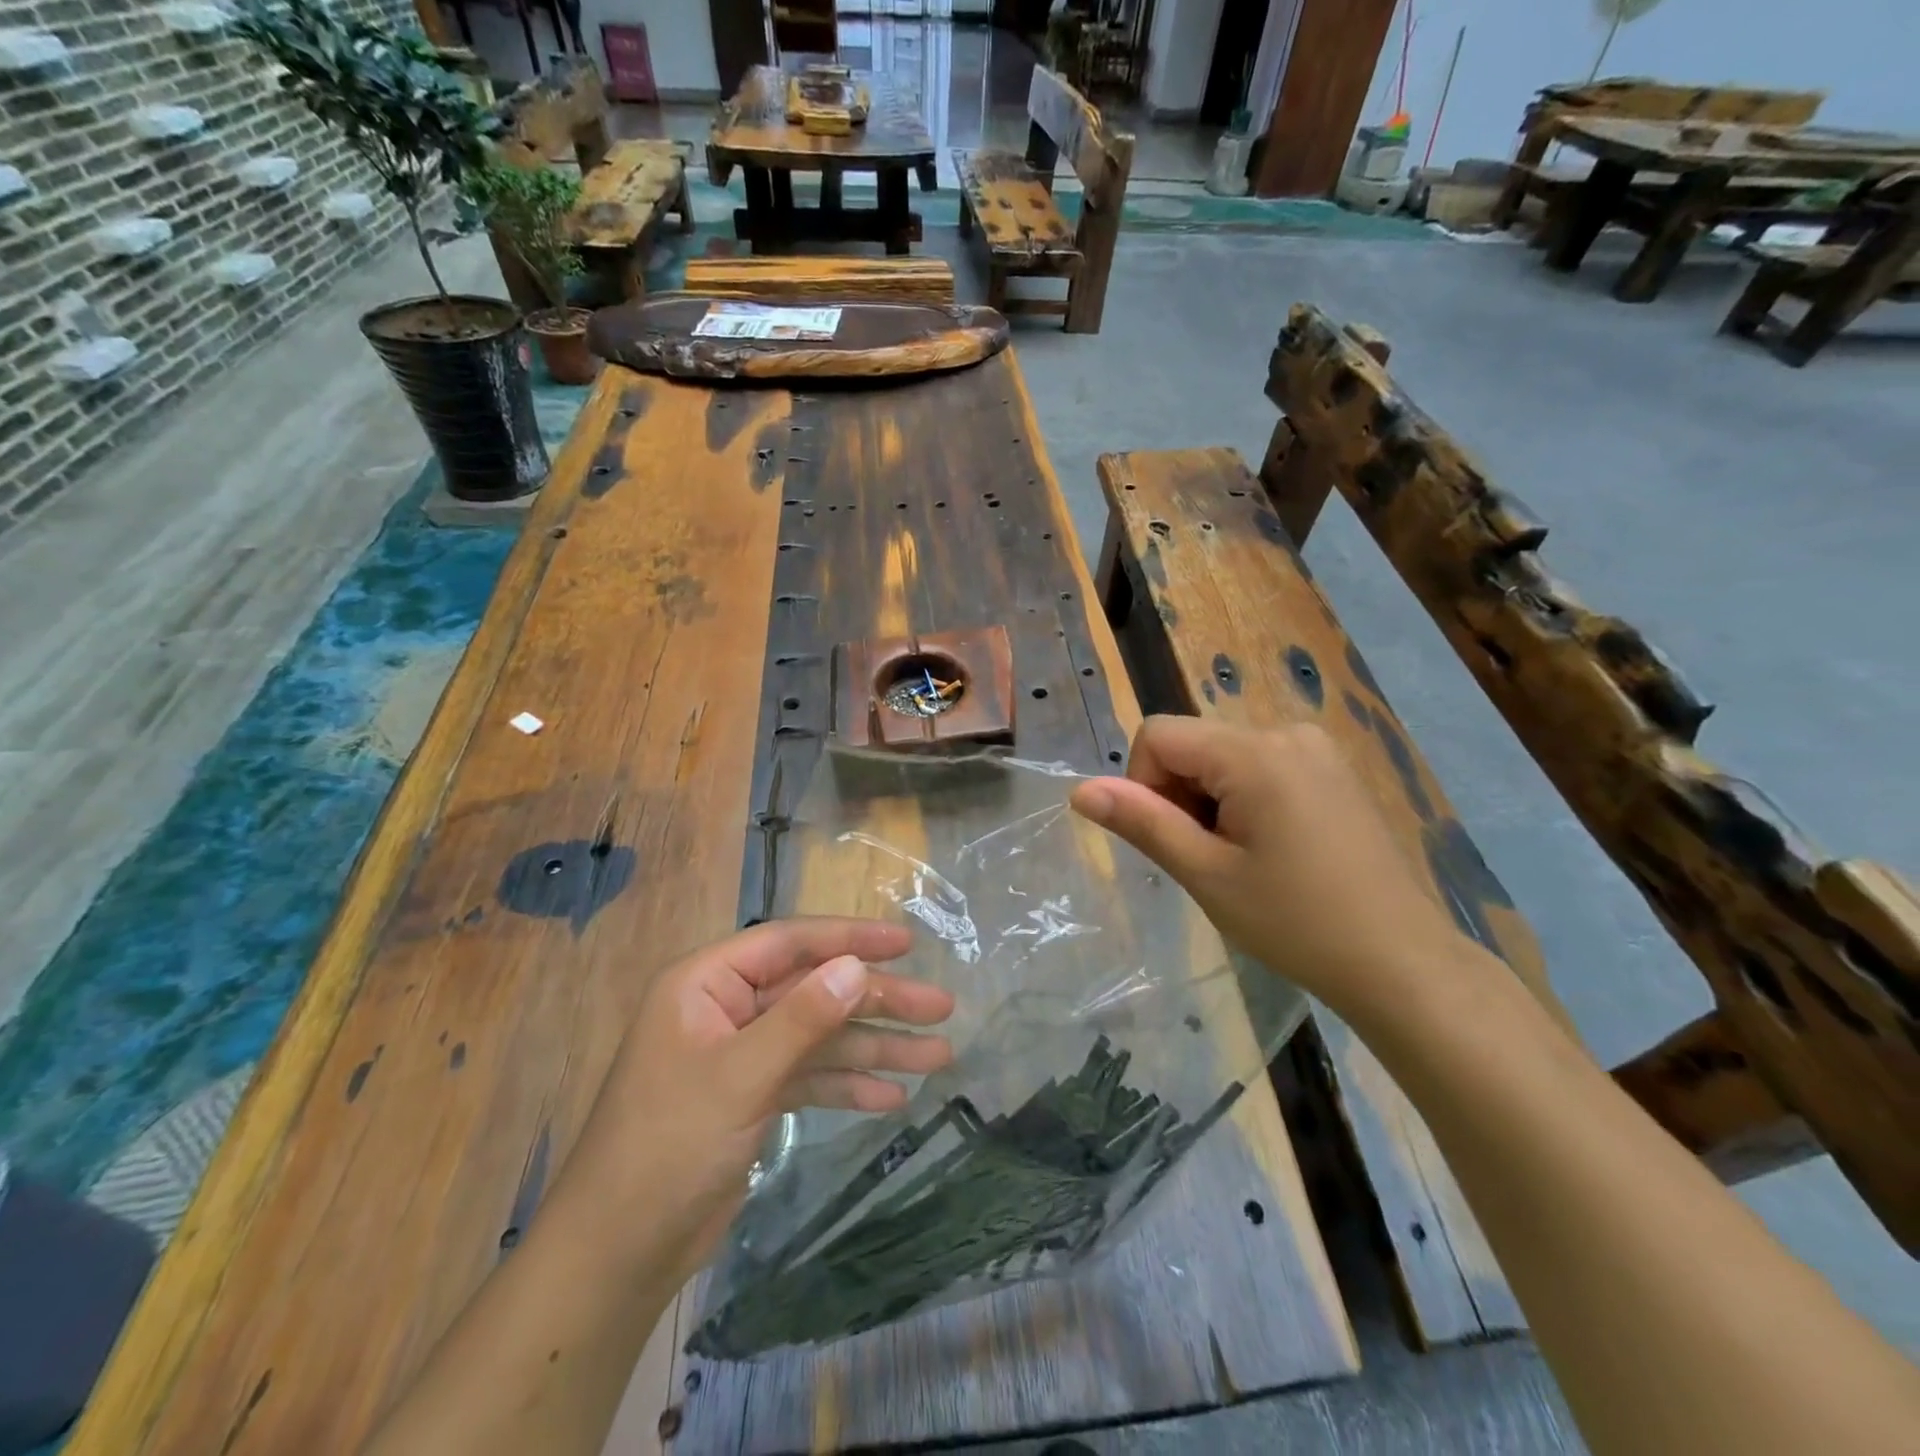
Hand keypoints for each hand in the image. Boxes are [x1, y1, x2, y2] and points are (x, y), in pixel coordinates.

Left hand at [545, 918, 954, 1289]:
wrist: (619, 1254)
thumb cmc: (669, 1147)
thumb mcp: (740, 1076)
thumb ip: (802, 1018)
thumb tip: (857, 966)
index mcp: (708, 983)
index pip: (790, 943)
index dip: (850, 938)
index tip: (906, 943)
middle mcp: (726, 1008)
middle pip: (816, 990)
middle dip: (878, 1001)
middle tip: (940, 1007)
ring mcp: (742, 1053)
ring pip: (821, 1036)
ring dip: (875, 1046)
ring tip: (939, 1056)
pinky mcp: (753, 1095)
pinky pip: (811, 1076)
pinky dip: (849, 1084)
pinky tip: (892, 1097)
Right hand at [1068, 716, 1484, 1019]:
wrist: (1401, 962)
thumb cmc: (1295, 922)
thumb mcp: (1206, 874)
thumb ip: (1142, 822)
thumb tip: (1080, 790)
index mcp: (1254, 753)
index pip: (1158, 734)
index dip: (1144, 783)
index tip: (1174, 839)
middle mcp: (1286, 732)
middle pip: (1192, 743)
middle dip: (1181, 794)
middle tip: (1210, 859)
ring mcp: (1316, 748)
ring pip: (1223, 756)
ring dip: (1211, 799)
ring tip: (1243, 859)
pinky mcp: (1332, 769)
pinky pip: (1260, 764)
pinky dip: (1244, 798)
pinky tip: (1273, 848)